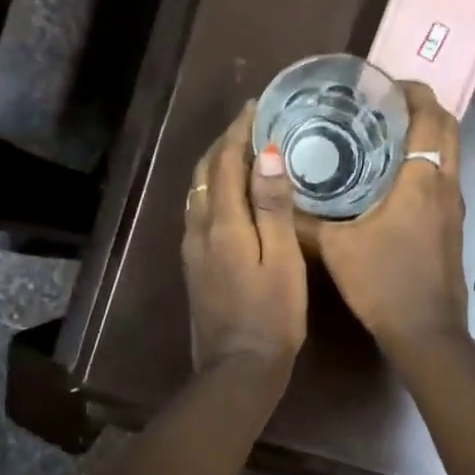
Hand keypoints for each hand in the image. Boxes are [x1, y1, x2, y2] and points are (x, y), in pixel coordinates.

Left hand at [183, 103, 307, 375]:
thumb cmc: (272, 314)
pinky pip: (198, 210)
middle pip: (205, 172)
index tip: (257, 106)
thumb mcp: (282, 259)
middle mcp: (199, 227)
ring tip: (242, 150)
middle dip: (224, 143)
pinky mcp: (194, 264)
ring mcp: (192, 247)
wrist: (238, 368)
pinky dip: (213, 189)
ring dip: (216, 164)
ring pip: (198, 191)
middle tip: (251, 123)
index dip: (240, 131)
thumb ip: (272, 206)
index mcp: (222, 222)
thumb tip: (265, 154)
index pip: (226, 162)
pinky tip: (230, 194)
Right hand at [314, 82, 467, 354]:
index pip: (430, 116)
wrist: (425, 332)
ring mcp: (455, 207)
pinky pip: (445, 177)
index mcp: (422, 180)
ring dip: (426, 136)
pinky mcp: (453, 226)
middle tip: (381, 106)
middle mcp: (447, 185)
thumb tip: (277, 193)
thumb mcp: (335, 248)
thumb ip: (304, 220)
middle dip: (421, 108)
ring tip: (384, 134)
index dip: (412, 91)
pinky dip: (426, 162)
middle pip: (448, 128)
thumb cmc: (383, 283)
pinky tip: (392, 178)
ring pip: (450, 153)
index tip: (383, 85)